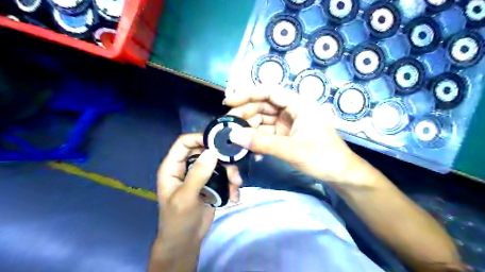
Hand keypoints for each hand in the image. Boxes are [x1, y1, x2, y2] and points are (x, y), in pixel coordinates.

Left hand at [156, 133, 240, 241]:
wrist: (186, 242)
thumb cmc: (178, 220)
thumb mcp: (186, 198)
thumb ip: (198, 174)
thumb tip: (212, 152)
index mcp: (173, 167)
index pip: (184, 143)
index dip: (200, 138)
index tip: (218, 142)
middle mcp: (187, 167)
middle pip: (206, 151)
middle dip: (221, 158)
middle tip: (233, 167)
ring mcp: (201, 176)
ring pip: (218, 163)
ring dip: (230, 173)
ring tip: (236, 184)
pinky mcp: (212, 184)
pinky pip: (224, 176)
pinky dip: (231, 184)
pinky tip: (234, 196)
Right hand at [225, 86, 371, 187]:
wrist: (341, 175)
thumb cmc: (323, 157)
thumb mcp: (293, 150)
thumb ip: (263, 143)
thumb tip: (233, 135)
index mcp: (298, 104)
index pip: (269, 92)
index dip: (247, 94)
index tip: (228, 102)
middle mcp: (292, 110)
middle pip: (264, 106)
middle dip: (245, 114)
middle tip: (228, 125)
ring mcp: (289, 124)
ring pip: (264, 120)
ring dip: (250, 129)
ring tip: (235, 140)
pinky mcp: (287, 136)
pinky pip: (268, 134)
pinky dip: (258, 140)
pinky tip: (251, 150)